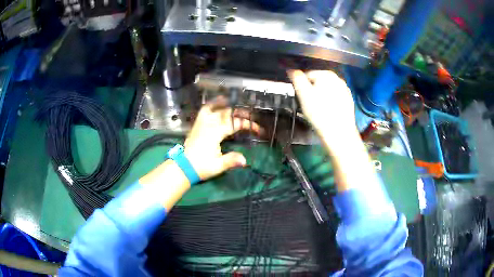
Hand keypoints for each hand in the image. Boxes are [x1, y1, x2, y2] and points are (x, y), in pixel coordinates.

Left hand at [184, 97, 261, 180]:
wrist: (183, 167)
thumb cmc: (201, 166)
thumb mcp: (218, 166)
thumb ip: (231, 161)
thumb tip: (245, 160)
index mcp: (215, 133)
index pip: (235, 124)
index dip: (248, 125)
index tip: (258, 130)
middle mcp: (209, 124)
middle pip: (227, 114)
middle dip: (241, 114)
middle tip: (251, 116)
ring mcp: (202, 123)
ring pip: (216, 109)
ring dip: (226, 105)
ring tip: (235, 102)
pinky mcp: (197, 125)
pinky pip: (204, 111)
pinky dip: (211, 105)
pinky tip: (215, 103)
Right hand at [288, 70, 358, 146]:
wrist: (339, 132)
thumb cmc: (319, 112)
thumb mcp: (303, 94)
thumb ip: (297, 79)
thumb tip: (291, 70)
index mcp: (326, 74)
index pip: (308, 75)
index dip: (302, 86)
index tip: (301, 98)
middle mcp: (338, 78)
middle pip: (319, 82)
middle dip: (313, 91)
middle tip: (309, 105)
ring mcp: (345, 90)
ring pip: (328, 90)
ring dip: (322, 96)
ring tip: (318, 110)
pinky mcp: (349, 101)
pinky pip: (335, 98)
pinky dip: (330, 103)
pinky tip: (327, 112)